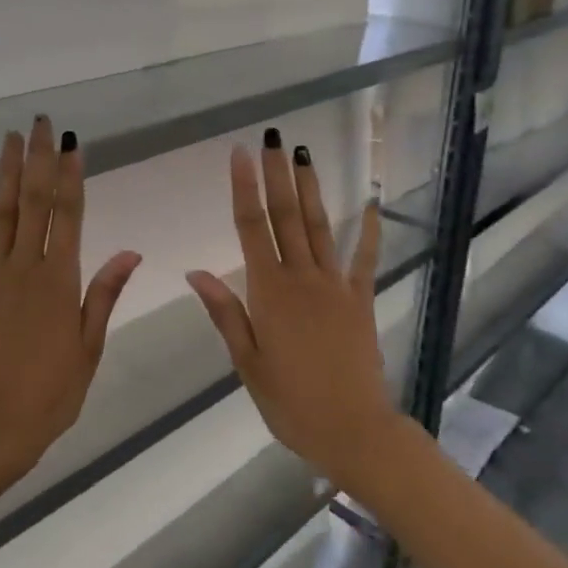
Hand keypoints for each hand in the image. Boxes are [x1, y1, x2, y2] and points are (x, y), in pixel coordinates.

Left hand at [0, 117, 140, 485]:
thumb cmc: (49, 395)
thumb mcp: (89, 348)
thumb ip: (104, 294)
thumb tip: (130, 251)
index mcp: (61, 281)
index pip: (70, 216)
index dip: (71, 176)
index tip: (72, 143)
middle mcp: (25, 268)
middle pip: (34, 203)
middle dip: (39, 160)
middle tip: (41, 123)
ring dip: (5, 174)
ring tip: (9, 139)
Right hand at [187, 132, 402, 489]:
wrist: (352, 428)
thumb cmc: (290, 402)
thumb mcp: (248, 362)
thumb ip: (226, 313)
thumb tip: (197, 272)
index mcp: (269, 292)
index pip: (251, 227)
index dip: (244, 187)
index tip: (240, 153)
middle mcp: (302, 278)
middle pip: (286, 216)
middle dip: (278, 175)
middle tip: (274, 138)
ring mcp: (335, 285)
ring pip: (320, 226)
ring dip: (310, 189)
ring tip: (305, 154)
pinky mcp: (360, 298)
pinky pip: (364, 257)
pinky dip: (369, 228)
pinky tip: (371, 202)